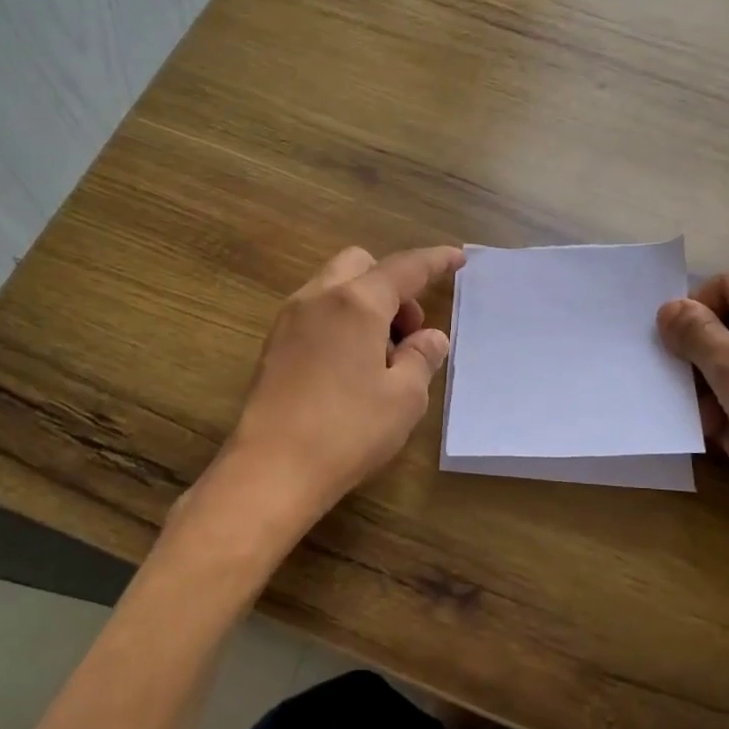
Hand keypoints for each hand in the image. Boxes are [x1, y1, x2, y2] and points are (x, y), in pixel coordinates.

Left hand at [221, 244, 464, 524]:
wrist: (270, 470)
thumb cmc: (347, 430)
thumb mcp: (404, 397)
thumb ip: (421, 357)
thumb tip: (430, 338)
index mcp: (356, 302)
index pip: (404, 268)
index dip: (435, 261)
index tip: (457, 258)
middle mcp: (318, 298)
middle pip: (361, 265)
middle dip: (392, 285)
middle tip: (409, 331)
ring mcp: (289, 320)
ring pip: (334, 287)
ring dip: (365, 303)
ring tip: (382, 356)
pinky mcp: (273, 346)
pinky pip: (316, 313)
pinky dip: (341, 321)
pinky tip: (350, 367)